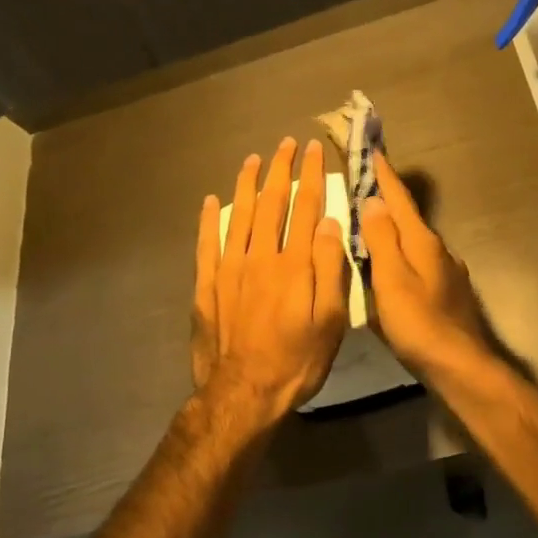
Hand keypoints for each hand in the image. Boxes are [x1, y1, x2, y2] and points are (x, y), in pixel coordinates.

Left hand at [192, 137, 349, 422]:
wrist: (243, 393)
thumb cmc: (297, 360)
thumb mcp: (329, 320)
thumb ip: (330, 269)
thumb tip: (330, 223)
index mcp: (294, 264)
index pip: (305, 208)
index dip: (311, 176)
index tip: (313, 150)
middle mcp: (261, 257)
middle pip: (271, 203)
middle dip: (280, 170)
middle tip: (285, 144)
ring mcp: (230, 269)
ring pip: (239, 215)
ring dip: (246, 184)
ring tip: (252, 159)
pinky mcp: (207, 285)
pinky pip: (206, 243)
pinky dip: (209, 220)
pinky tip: (212, 201)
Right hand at [361, 152, 495, 381]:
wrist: (461, 366)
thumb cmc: (419, 324)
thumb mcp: (392, 280)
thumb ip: (382, 239)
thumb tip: (373, 200)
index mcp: (422, 242)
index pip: (399, 199)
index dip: (383, 176)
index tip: (372, 150)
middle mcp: (438, 250)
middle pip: (408, 218)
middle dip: (386, 201)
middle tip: (363, 186)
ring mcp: (446, 272)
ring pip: (413, 241)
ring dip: (393, 228)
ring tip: (370, 224)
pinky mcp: (447, 293)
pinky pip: (418, 263)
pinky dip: (400, 255)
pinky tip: (391, 268)